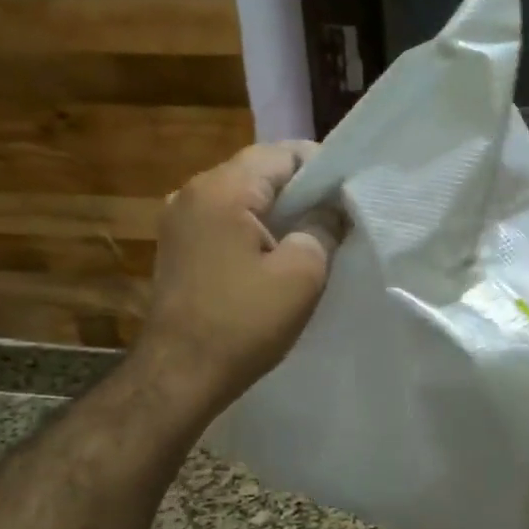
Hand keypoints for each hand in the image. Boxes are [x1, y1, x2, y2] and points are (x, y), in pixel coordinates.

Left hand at [138, 142, 340, 412]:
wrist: (178, 376)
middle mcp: (193, 192)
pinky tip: (275, 256)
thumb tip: (332, 210)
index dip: (323, 167)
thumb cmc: (242, 323)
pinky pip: (225, 221)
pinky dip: (254, 229)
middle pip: (259, 171)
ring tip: (312, 236)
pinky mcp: (178, 247)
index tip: (350, 194)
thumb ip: (323, 229)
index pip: (283, 152)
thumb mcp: (301, 274)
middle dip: (302, 190)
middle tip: (338, 217)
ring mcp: (179, 220)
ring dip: (278, 211)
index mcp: (222, 189)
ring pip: (242, 197)